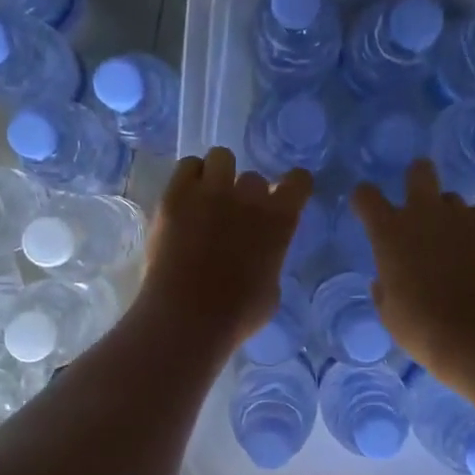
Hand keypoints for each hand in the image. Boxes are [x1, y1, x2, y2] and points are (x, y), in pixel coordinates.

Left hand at [143, 148, 312, 351]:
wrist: (187, 318)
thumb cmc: (236, 316)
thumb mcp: (271, 291)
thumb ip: (270, 262)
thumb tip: (260, 256)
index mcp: (280, 220)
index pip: (298, 181)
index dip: (292, 186)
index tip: (284, 195)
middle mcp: (249, 197)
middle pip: (254, 177)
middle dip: (246, 194)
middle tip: (233, 216)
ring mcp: (211, 191)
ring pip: (221, 157)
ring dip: (218, 175)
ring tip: (207, 198)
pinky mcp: (175, 195)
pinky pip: (188, 165)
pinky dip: (190, 177)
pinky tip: (186, 198)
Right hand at [351, 159, 474, 387]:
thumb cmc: (422, 327)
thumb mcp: (388, 310)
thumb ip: (385, 284)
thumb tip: (387, 277)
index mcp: (390, 232)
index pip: (366, 195)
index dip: (365, 199)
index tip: (367, 210)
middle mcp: (427, 213)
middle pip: (420, 171)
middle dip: (416, 178)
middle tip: (418, 204)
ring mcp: (466, 218)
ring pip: (453, 201)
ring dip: (448, 216)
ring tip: (453, 247)